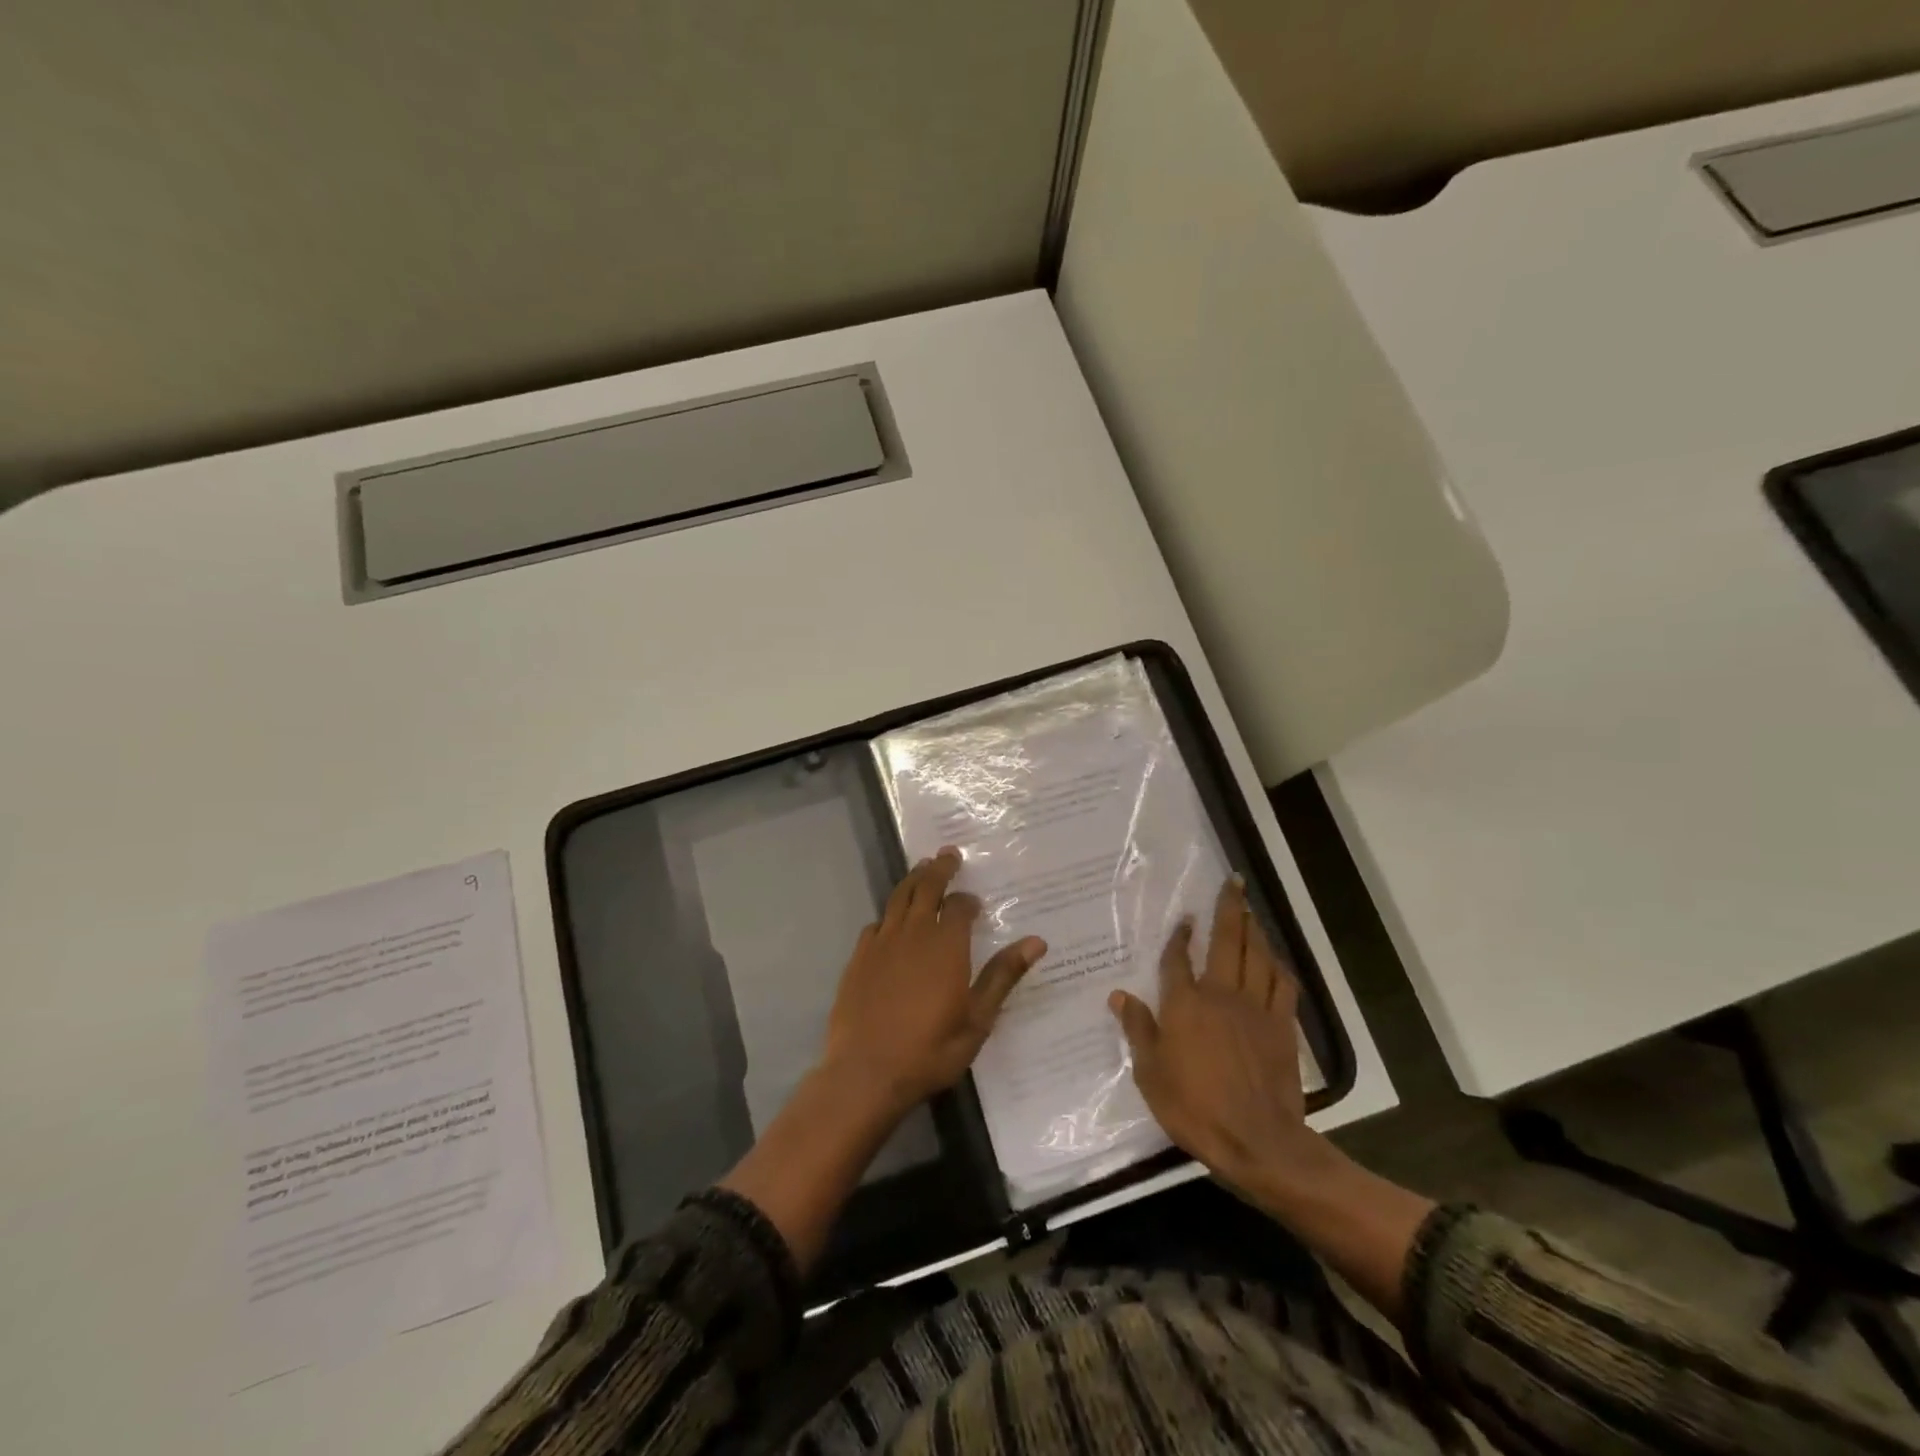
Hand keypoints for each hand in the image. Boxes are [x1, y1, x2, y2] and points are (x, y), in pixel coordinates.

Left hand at [822, 848, 1045, 1118]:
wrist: (865, 1072)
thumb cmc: (930, 1050)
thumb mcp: (977, 1019)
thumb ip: (1003, 976)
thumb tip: (1036, 942)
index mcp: (946, 945)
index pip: (959, 906)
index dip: (967, 900)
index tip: (974, 902)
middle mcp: (913, 933)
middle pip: (926, 887)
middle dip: (939, 869)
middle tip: (948, 854)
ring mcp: (881, 943)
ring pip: (899, 898)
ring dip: (913, 880)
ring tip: (922, 869)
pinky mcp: (858, 957)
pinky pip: (877, 924)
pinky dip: (889, 915)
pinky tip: (891, 921)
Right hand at [1110, 876, 1328, 1199]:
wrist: (1257, 1140)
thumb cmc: (1194, 1107)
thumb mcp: (1151, 1073)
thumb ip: (1138, 1030)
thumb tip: (1119, 995)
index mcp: (1185, 1004)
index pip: (1178, 960)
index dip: (1178, 937)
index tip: (1183, 918)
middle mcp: (1221, 995)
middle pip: (1226, 942)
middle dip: (1229, 909)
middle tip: (1233, 883)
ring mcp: (1255, 1009)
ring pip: (1257, 957)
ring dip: (1254, 930)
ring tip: (1251, 910)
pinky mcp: (1282, 1027)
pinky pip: (1283, 986)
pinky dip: (1279, 967)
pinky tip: (1275, 959)